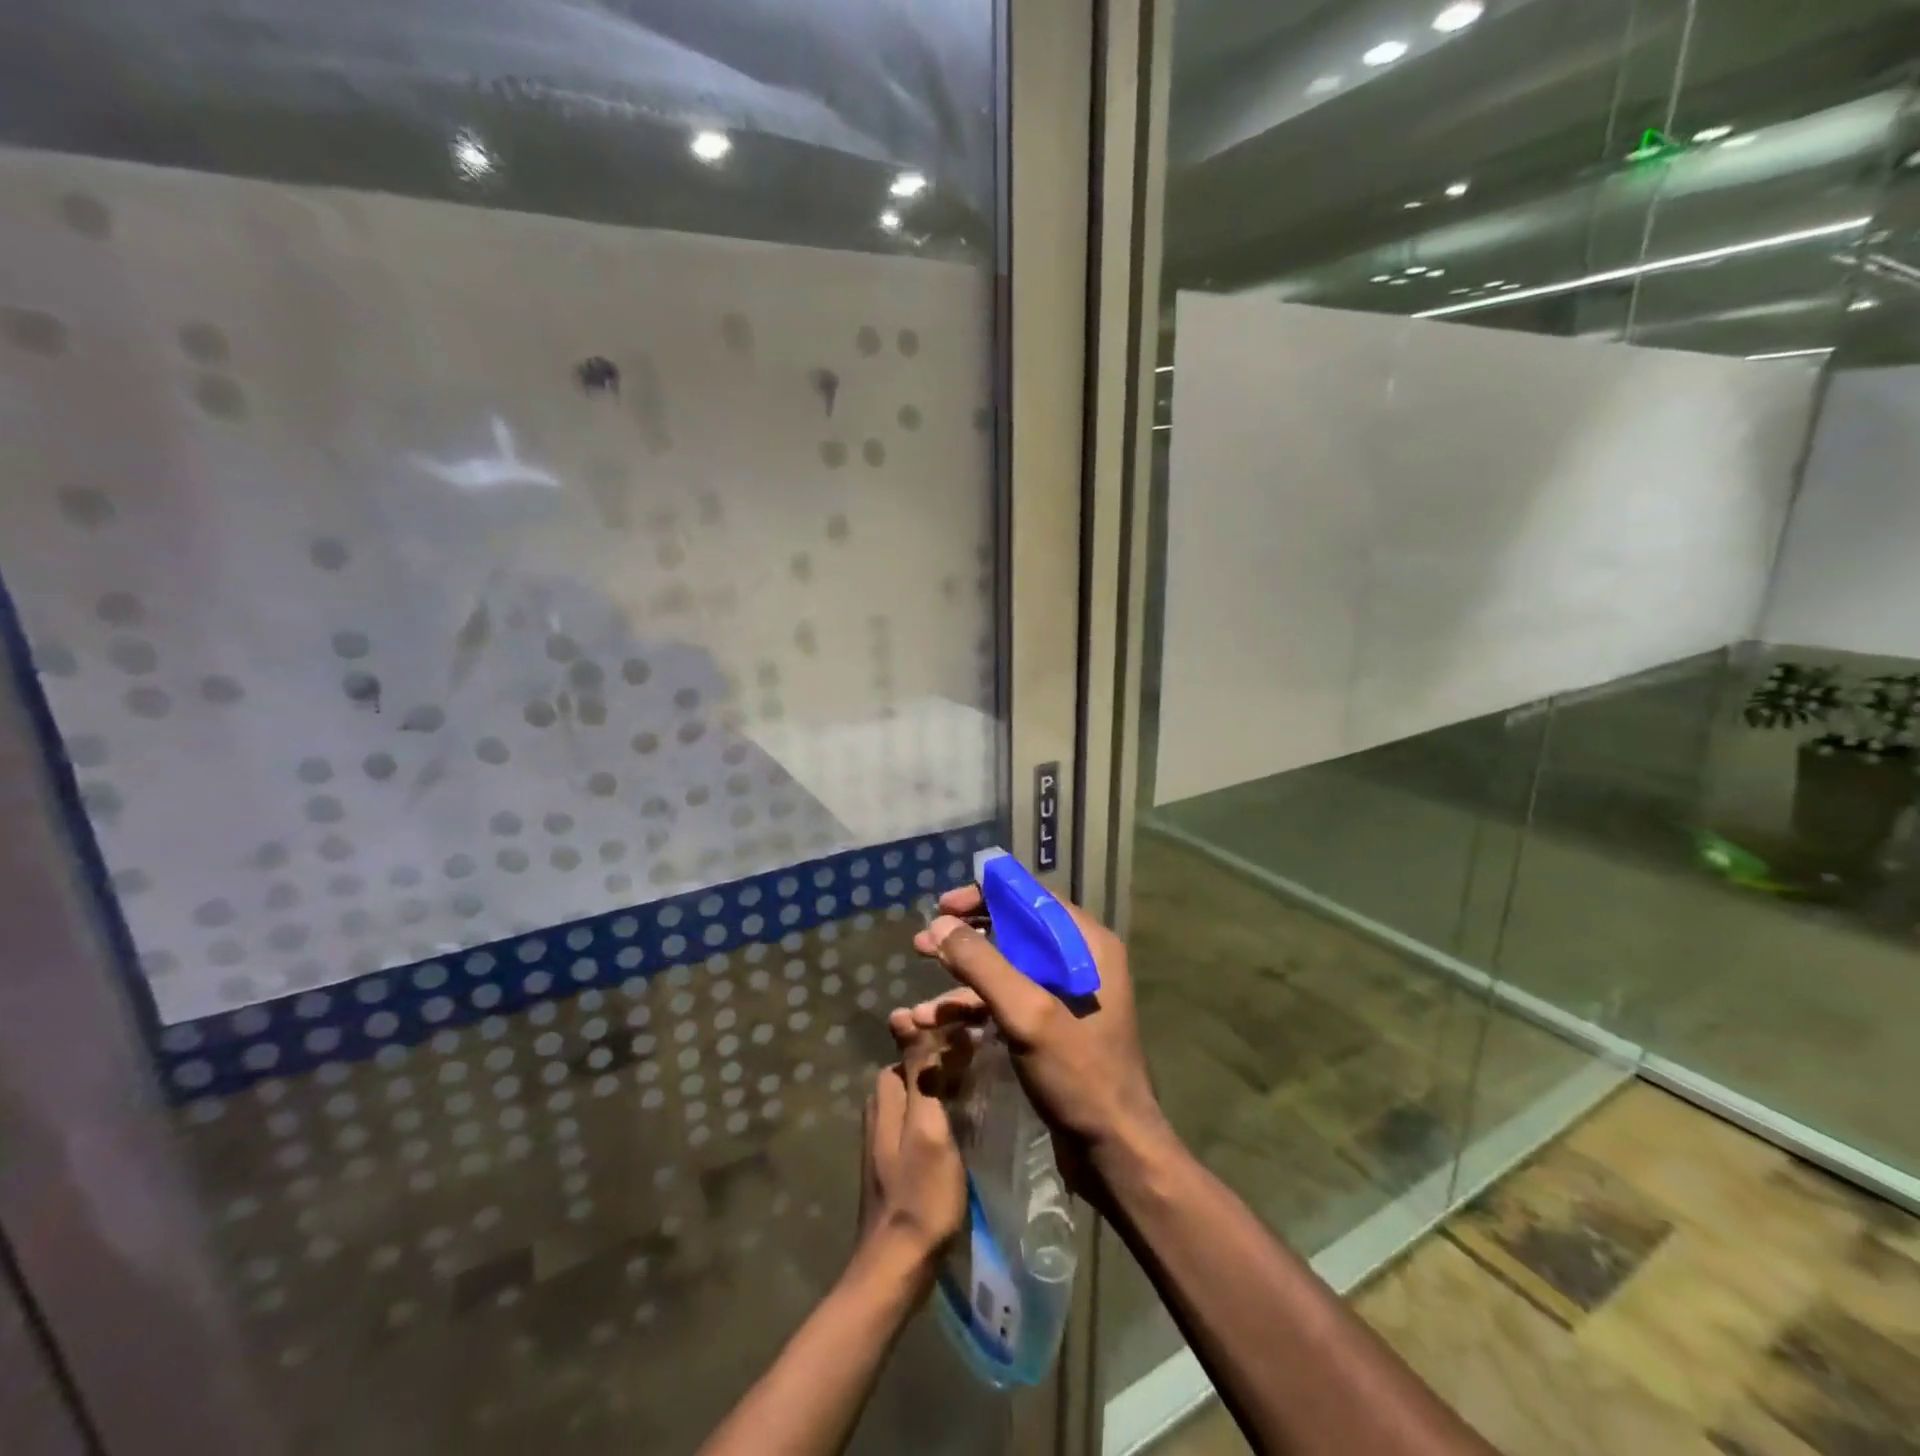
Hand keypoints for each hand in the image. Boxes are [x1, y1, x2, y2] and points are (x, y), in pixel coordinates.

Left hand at [858, 1028, 967, 1269]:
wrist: (897, 1266)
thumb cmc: (920, 1195)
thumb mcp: (928, 1127)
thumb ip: (920, 1073)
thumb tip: (902, 1013)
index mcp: (886, 1095)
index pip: (913, 1046)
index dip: (943, 1038)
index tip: (979, 1036)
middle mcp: (880, 1108)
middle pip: (916, 1068)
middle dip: (945, 1060)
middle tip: (986, 1061)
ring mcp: (885, 1137)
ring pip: (918, 1093)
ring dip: (945, 1086)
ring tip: (982, 1087)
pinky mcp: (894, 1160)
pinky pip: (920, 1118)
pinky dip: (941, 1111)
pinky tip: (964, 1123)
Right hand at [902, 886, 1168, 1190]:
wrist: (1114, 1152)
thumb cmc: (1079, 1074)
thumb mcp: (1027, 1014)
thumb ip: (983, 964)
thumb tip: (940, 925)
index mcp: (1086, 945)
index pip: (1030, 898)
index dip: (984, 896)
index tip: (943, 906)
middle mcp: (1078, 961)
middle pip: (1012, 931)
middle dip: (964, 939)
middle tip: (922, 943)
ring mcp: (1064, 996)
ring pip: (1004, 971)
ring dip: (960, 981)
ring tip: (920, 1002)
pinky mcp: (1050, 1027)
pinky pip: (1006, 1003)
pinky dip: (972, 1010)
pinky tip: (934, 1026)